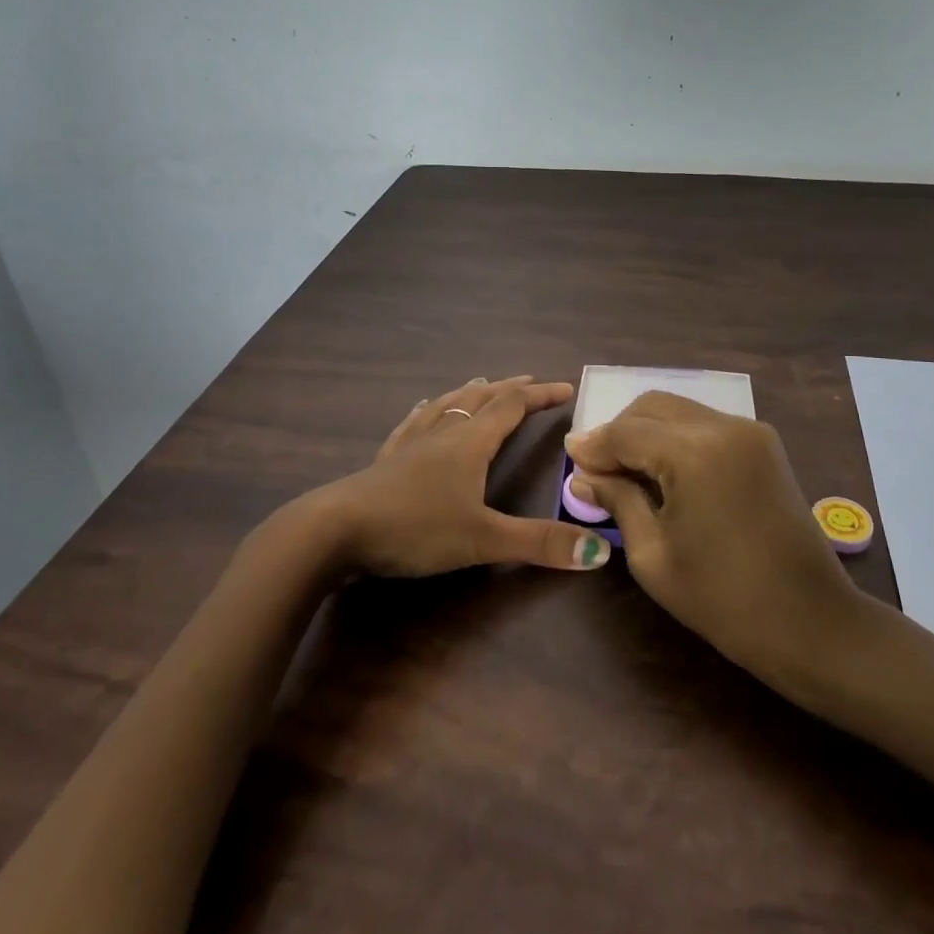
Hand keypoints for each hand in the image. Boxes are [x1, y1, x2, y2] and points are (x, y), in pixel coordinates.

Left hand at [309, 375, 611, 576]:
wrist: (335, 530)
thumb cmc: (414, 528)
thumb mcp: (482, 539)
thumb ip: (538, 544)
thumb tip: (598, 552)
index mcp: (470, 442)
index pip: (512, 407)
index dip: (540, 396)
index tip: (565, 388)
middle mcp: (443, 433)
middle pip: (481, 399)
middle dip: (509, 389)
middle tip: (530, 381)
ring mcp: (411, 443)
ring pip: (447, 405)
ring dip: (471, 392)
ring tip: (483, 382)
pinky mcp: (386, 459)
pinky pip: (413, 423)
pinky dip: (428, 411)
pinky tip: (423, 409)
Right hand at [565, 392, 856, 683]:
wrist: (811, 622)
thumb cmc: (723, 599)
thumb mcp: (653, 555)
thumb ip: (618, 501)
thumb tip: (584, 474)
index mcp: (694, 452)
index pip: (626, 432)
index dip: (593, 444)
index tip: (567, 456)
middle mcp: (723, 426)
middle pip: (652, 406)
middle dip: (619, 431)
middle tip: (598, 468)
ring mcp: (750, 431)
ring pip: (679, 410)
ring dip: (648, 431)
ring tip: (628, 471)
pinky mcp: (765, 444)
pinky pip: (706, 424)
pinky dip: (677, 437)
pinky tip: (666, 470)